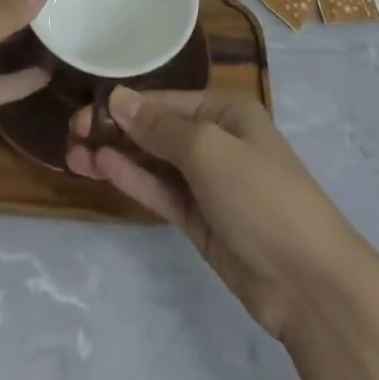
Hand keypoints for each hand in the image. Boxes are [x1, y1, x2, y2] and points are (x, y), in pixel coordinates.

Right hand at [68, 88, 360, 339]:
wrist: (307, 281)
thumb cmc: (261, 195)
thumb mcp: (209, 149)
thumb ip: (160, 126)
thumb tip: (118, 98)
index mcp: (226, 111)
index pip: (165, 100)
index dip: (125, 105)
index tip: (84, 111)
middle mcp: (216, 139)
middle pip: (156, 129)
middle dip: (116, 129)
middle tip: (71, 134)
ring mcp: (207, 182)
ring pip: (153, 162)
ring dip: (117, 155)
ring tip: (73, 154)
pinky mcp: (200, 219)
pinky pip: (160, 191)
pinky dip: (133, 180)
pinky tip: (102, 168)